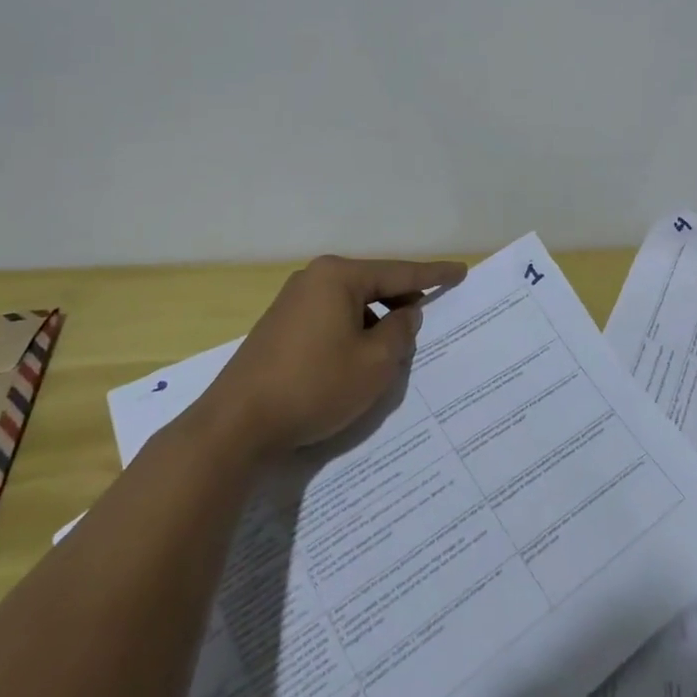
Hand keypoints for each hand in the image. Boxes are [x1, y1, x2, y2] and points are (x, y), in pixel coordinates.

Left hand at [204, 254, 466, 458]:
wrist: (236, 424)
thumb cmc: (314, 385)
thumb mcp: (374, 363)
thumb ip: (400, 332)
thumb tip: (405, 314)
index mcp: (338, 277)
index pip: (399, 272)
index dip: (433, 274)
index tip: (460, 272)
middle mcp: (313, 279)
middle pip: (372, 286)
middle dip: (400, 304)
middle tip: (425, 324)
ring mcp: (292, 303)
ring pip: (350, 306)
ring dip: (374, 325)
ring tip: (389, 356)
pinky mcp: (279, 328)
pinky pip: (329, 320)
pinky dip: (351, 334)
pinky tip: (354, 363)